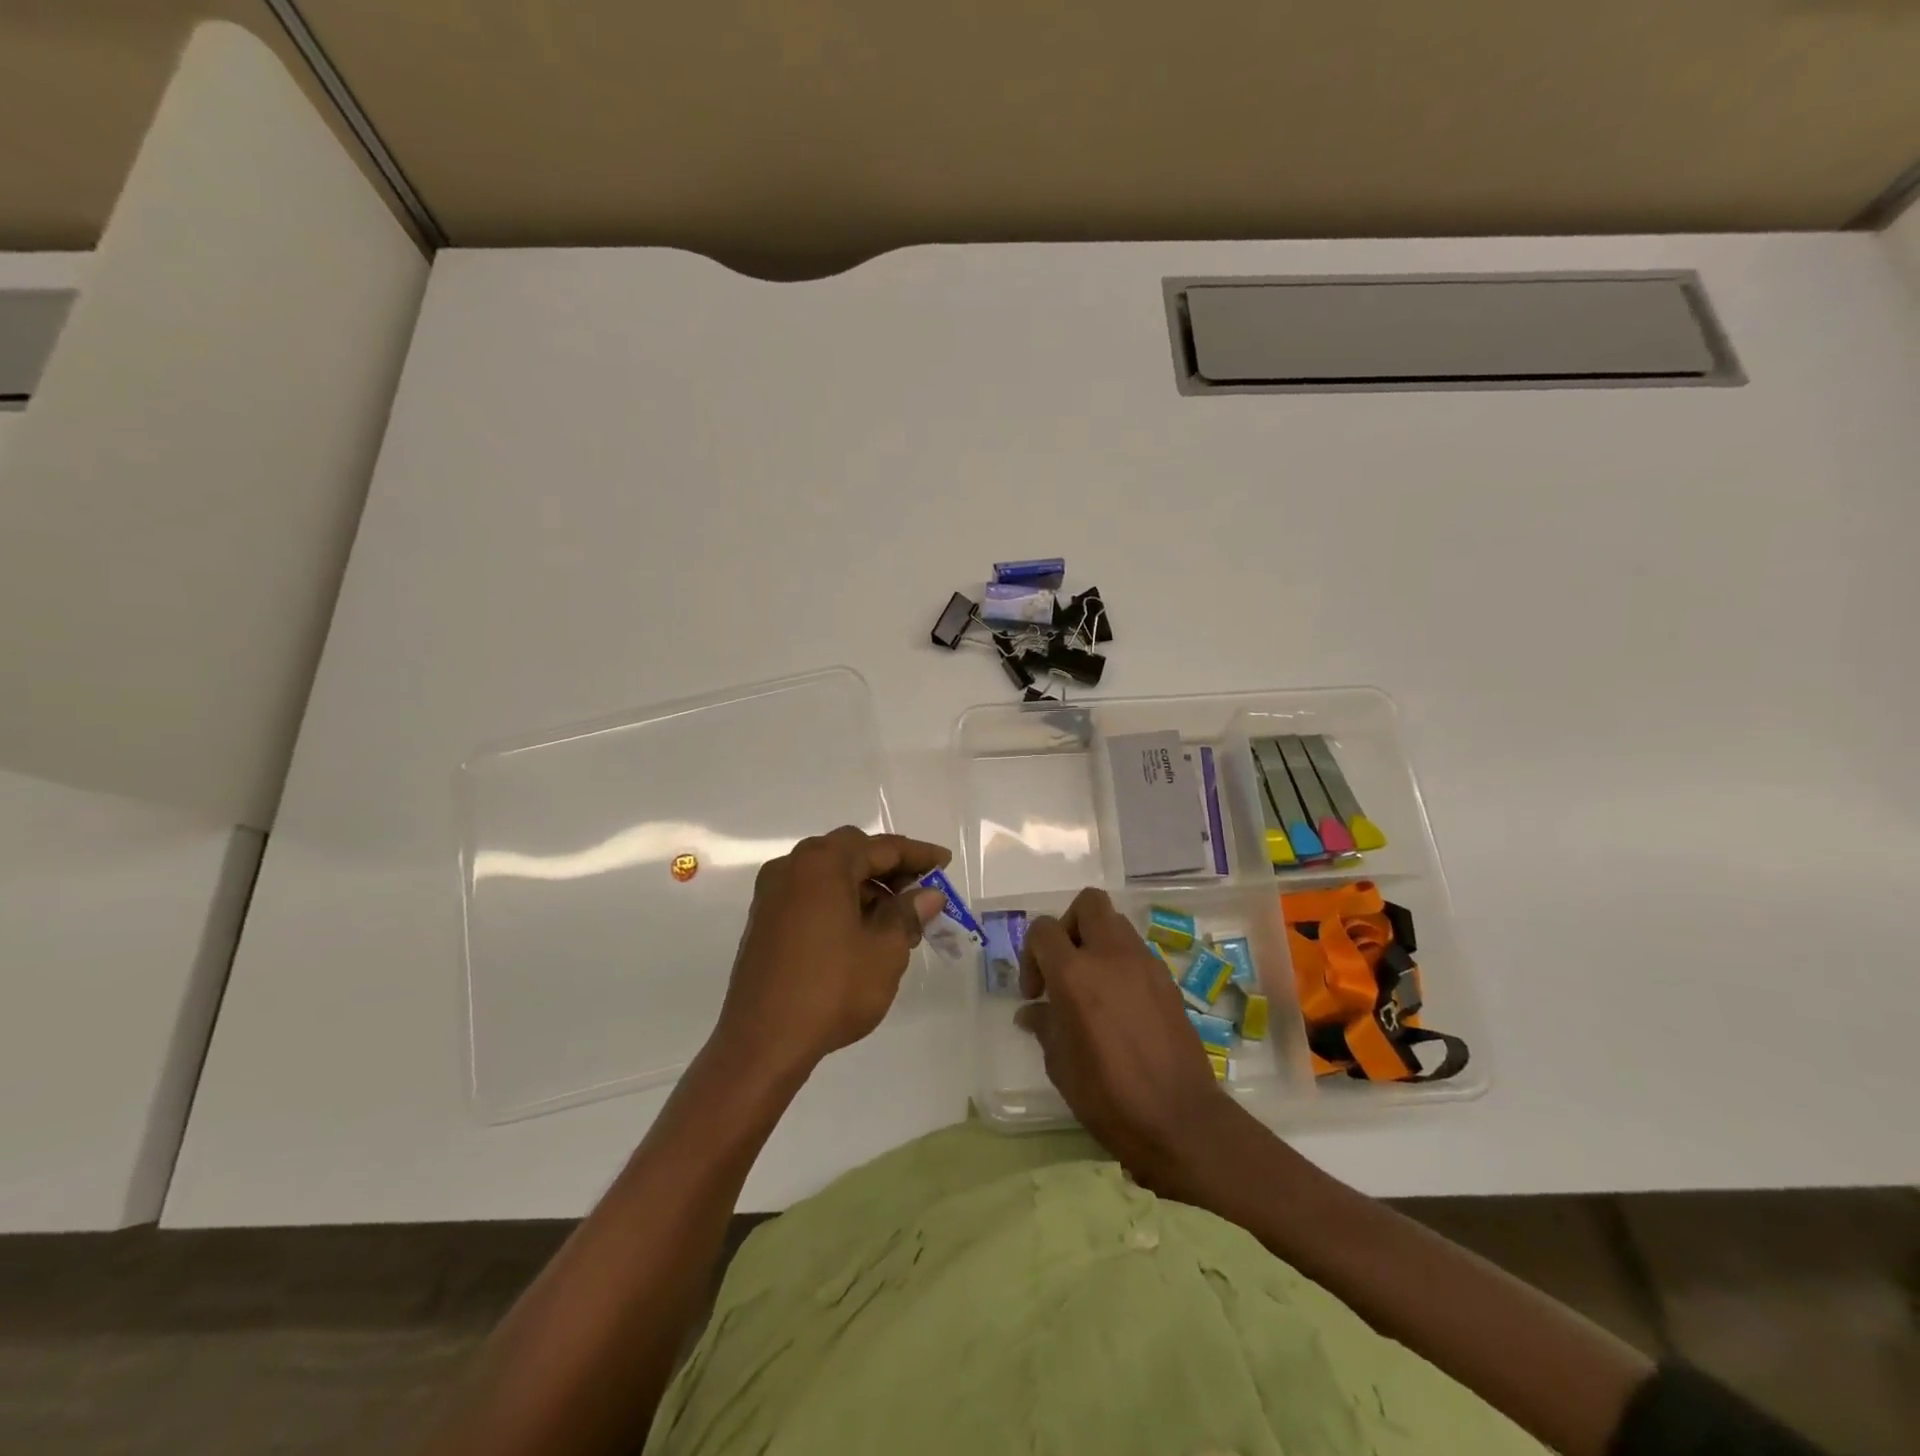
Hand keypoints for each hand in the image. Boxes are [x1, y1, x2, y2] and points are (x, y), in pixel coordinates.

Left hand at [714, 826, 949, 1083]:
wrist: (762, 1041)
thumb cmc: (831, 989)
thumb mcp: (885, 950)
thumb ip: (908, 913)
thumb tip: (929, 894)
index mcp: (823, 864)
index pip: (882, 847)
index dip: (918, 855)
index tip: (945, 862)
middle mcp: (793, 867)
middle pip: (852, 853)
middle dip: (890, 868)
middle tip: (920, 892)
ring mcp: (773, 893)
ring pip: (830, 874)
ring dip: (865, 886)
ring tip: (897, 920)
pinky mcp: (765, 920)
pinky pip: (811, 894)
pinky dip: (840, 901)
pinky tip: (862, 931)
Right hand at [1017, 887, 1257, 1199]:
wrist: (1181, 1121)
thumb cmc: (1109, 1097)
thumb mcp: (1061, 1065)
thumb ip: (1045, 1026)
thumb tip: (1033, 1010)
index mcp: (1076, 975)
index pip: (1044, 930)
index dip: (1031, 954)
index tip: (1036, 992)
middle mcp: (1111, 956)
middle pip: (1088, 903)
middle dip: (1069, 926)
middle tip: (1064, 965)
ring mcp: (1145, 965)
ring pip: (1116, 924)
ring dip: (1098, 942)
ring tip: (1092, 985)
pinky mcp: (1168, 981)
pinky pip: (1137, 953)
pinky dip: (1121, 964)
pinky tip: (1120, 1005)